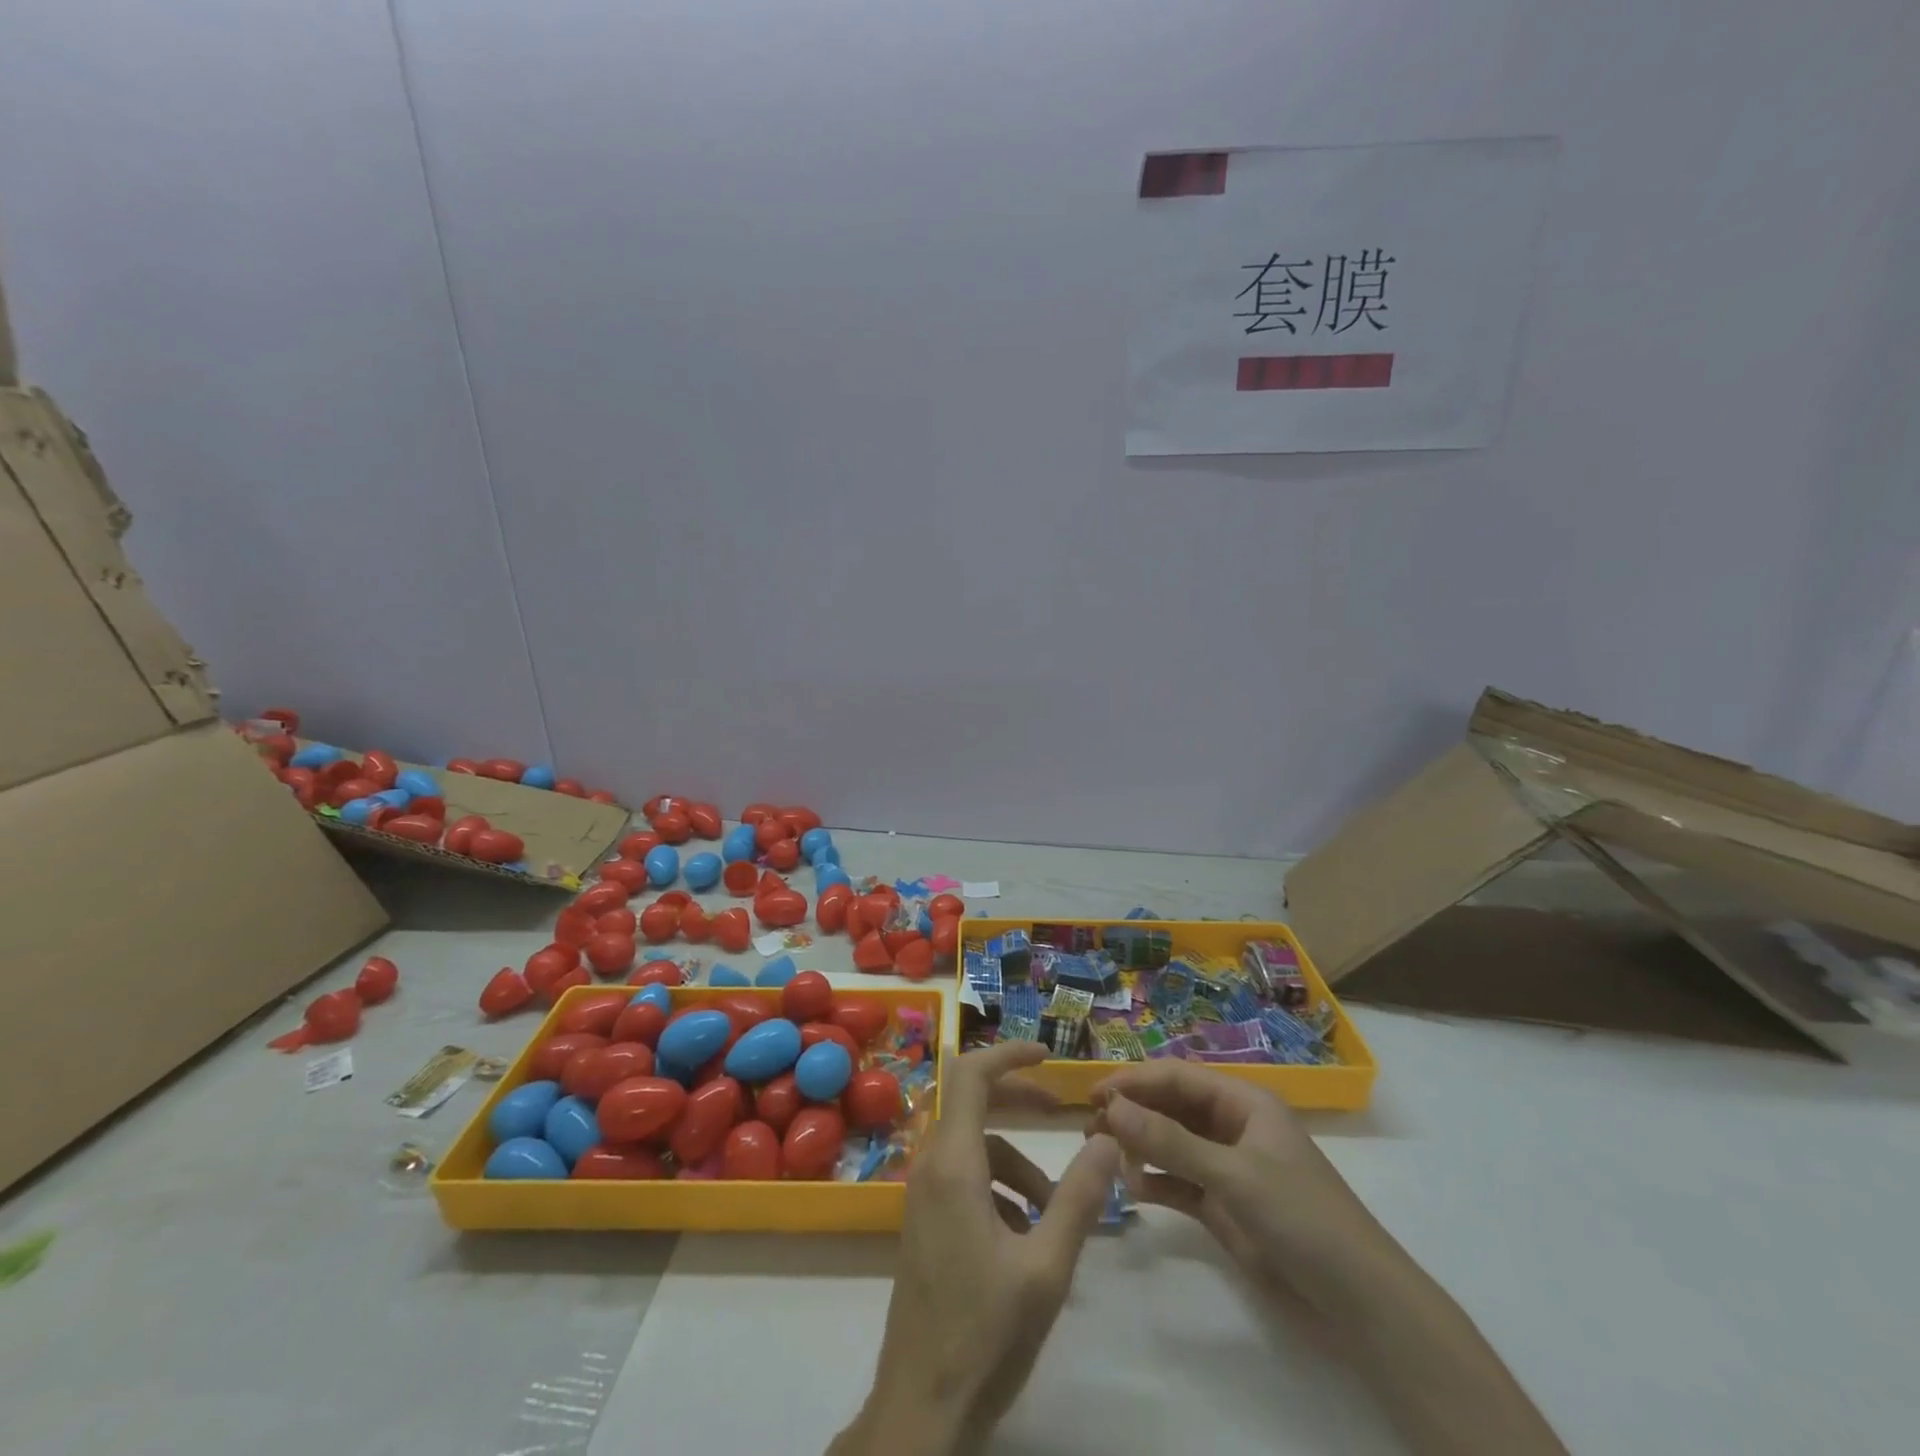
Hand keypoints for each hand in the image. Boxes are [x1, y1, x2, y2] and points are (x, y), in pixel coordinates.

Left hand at [831, 1041, 1121, 1455]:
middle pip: (973, 1104)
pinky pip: (965, 1180)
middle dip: (1019, 1101)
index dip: (1009, 1054)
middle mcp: (931, 1168)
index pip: (971, 1075)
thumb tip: (1107, 1140)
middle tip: (1061, 1112)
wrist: (923, 1408)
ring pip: (975, 1149)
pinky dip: (1000, 1189)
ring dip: (1017, 1163)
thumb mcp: (1047, 1266)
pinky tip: (1029, 1235)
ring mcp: (924, 1197)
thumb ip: (1079, 1198)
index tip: (1049, 1056)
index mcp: (953, 1165)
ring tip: (1056, 1209)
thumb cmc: (985, 1332)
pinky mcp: (926, 1224)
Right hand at [1092, 1063, 1568, 1453]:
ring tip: (1103, 1156)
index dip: (1135, 1081)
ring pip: (1171, 1144)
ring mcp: (1227, 1167)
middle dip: (1133, 1113)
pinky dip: (1155, 1183)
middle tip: (1090, 1128)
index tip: (1094, 1095)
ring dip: (1140, 1147)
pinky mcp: (1223, 1206)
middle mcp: (1232, 1127)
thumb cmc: (1301, 1217)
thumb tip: (1112, 1107)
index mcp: (1243, 1102)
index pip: (1178, 1077)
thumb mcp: (1233, 1174)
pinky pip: (1178, 1183)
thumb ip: (1170, 1142)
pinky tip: (1131, 1190)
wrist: (1358, 1302)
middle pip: (1171, 1107)